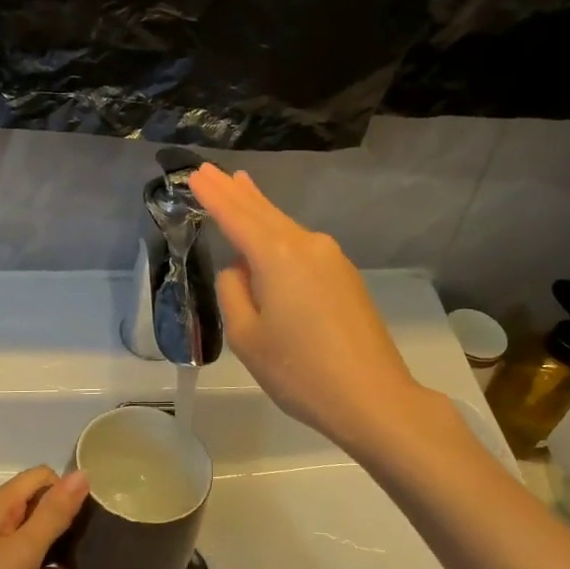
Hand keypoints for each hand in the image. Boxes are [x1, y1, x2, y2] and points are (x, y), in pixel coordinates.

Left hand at [0, 467, 88, 568]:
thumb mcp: (23, 550)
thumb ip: (53, 513)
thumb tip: (81, 474)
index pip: (40, 476)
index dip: (65, 489)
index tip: (88, 516)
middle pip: (34, 501)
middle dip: (62, 514)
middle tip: (90, 538)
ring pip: (28, 533)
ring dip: (53, 542)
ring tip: (82, 558)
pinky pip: (18, 560)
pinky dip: (39, 566)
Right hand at [188, 164, 425, 454]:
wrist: (373, 398)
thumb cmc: (299, 371)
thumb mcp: (246, 336)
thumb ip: (233, 292)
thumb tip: (241, 269)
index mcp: (277, 255)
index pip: (235, 215)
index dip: (213, 194)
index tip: (195, 173)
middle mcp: (307, 245)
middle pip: (264, 211)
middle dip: (236, 191)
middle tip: (212, 170)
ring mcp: (331, 259)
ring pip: (285, 226)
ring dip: (259, 208)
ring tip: (240, 186)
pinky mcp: (345, 277)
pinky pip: (301, 245)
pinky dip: (279, 232)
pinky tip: (270, 232)